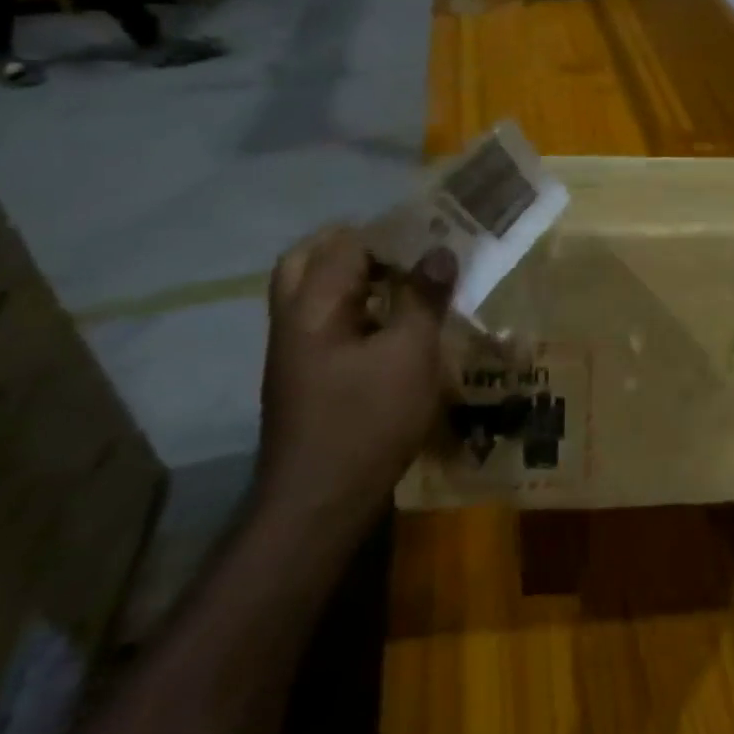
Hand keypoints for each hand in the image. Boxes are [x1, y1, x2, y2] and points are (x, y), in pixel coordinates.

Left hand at [256, 226, 455, 537]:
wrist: (320, 502)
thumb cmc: (367, 420)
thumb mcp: (410, 354)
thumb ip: (423, 298)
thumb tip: (439, 252)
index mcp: (313, 306)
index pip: (345, 243)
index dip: (390, 232)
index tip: (433, 232)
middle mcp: (293, 319)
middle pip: (310, 259)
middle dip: (357, 246)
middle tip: (403, 249)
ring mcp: (294, 351)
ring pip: (315, 292)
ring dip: (355, 277)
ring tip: (405, 281)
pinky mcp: (306, 376)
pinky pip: (326, 322)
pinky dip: (355, 308)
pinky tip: (392, 324)